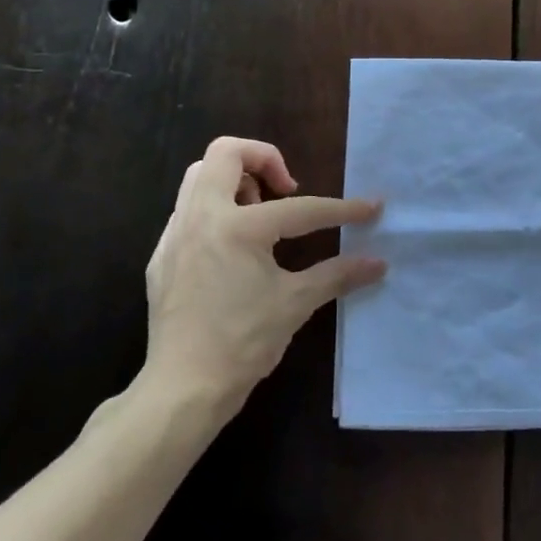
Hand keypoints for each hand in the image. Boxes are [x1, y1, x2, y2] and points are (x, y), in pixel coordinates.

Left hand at [141, 137, 384, 412]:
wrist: (183, 389)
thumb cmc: (243, 343)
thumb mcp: (295, 304)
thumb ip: (337, 275)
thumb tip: (378, 263)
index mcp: (238, 227)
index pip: (300, 208)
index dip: (342, 209)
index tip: (371, 207)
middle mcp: (201, 217)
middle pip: (226, 152)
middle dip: (263, 159)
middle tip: (286, 190)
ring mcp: (175, 234)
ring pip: (200, 176)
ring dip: (235, 181)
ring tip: (260, 215)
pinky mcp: (162, 256)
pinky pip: (187, 211)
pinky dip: (215, 211)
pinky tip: (233, 248)